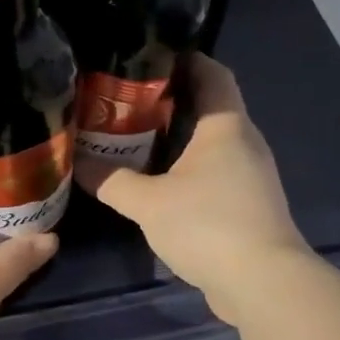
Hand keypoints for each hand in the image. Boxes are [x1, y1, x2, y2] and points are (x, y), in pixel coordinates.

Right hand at [78, 54, 313, 324]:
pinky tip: (161, 183)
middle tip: (127, 101)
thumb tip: (76, 163)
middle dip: (171, 102)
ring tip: (136, 139)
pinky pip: (216, 173)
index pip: (212, 73)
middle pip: (210, 107)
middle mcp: (245, 143)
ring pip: (212, 144)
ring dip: (179, 140)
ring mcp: (251, 176)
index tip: (149, 57)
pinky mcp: (249, 206)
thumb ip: (111, 181)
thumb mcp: (148, 203)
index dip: (185, 59)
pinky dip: (190, 170)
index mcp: (226, 126)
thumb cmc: (207, 225)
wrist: (262, 283)